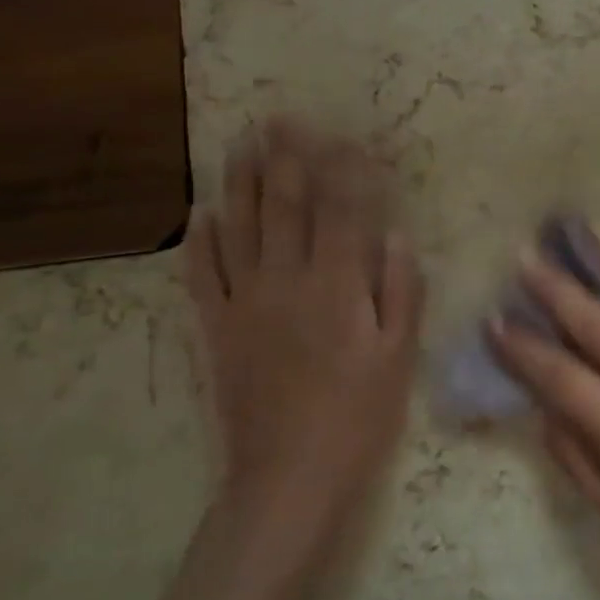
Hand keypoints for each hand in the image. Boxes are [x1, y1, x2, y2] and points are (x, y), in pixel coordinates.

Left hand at [182, 120, 424, 532]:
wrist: (288, 478)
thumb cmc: (359, 416)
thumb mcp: (399, 356)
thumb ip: (399, 290)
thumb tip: (394, 235)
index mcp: (337, 286)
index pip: (343, 210)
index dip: (346, 169)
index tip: (349, 137)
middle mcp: (287, 281)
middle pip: (285, 206)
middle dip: (286, 159)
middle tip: (280, 120)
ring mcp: (245, 303)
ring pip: (239, 229)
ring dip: (240, 183)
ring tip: (240, 146)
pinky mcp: (217, 329)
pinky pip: (202, 276)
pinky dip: (200, 242)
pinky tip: (202, 215)